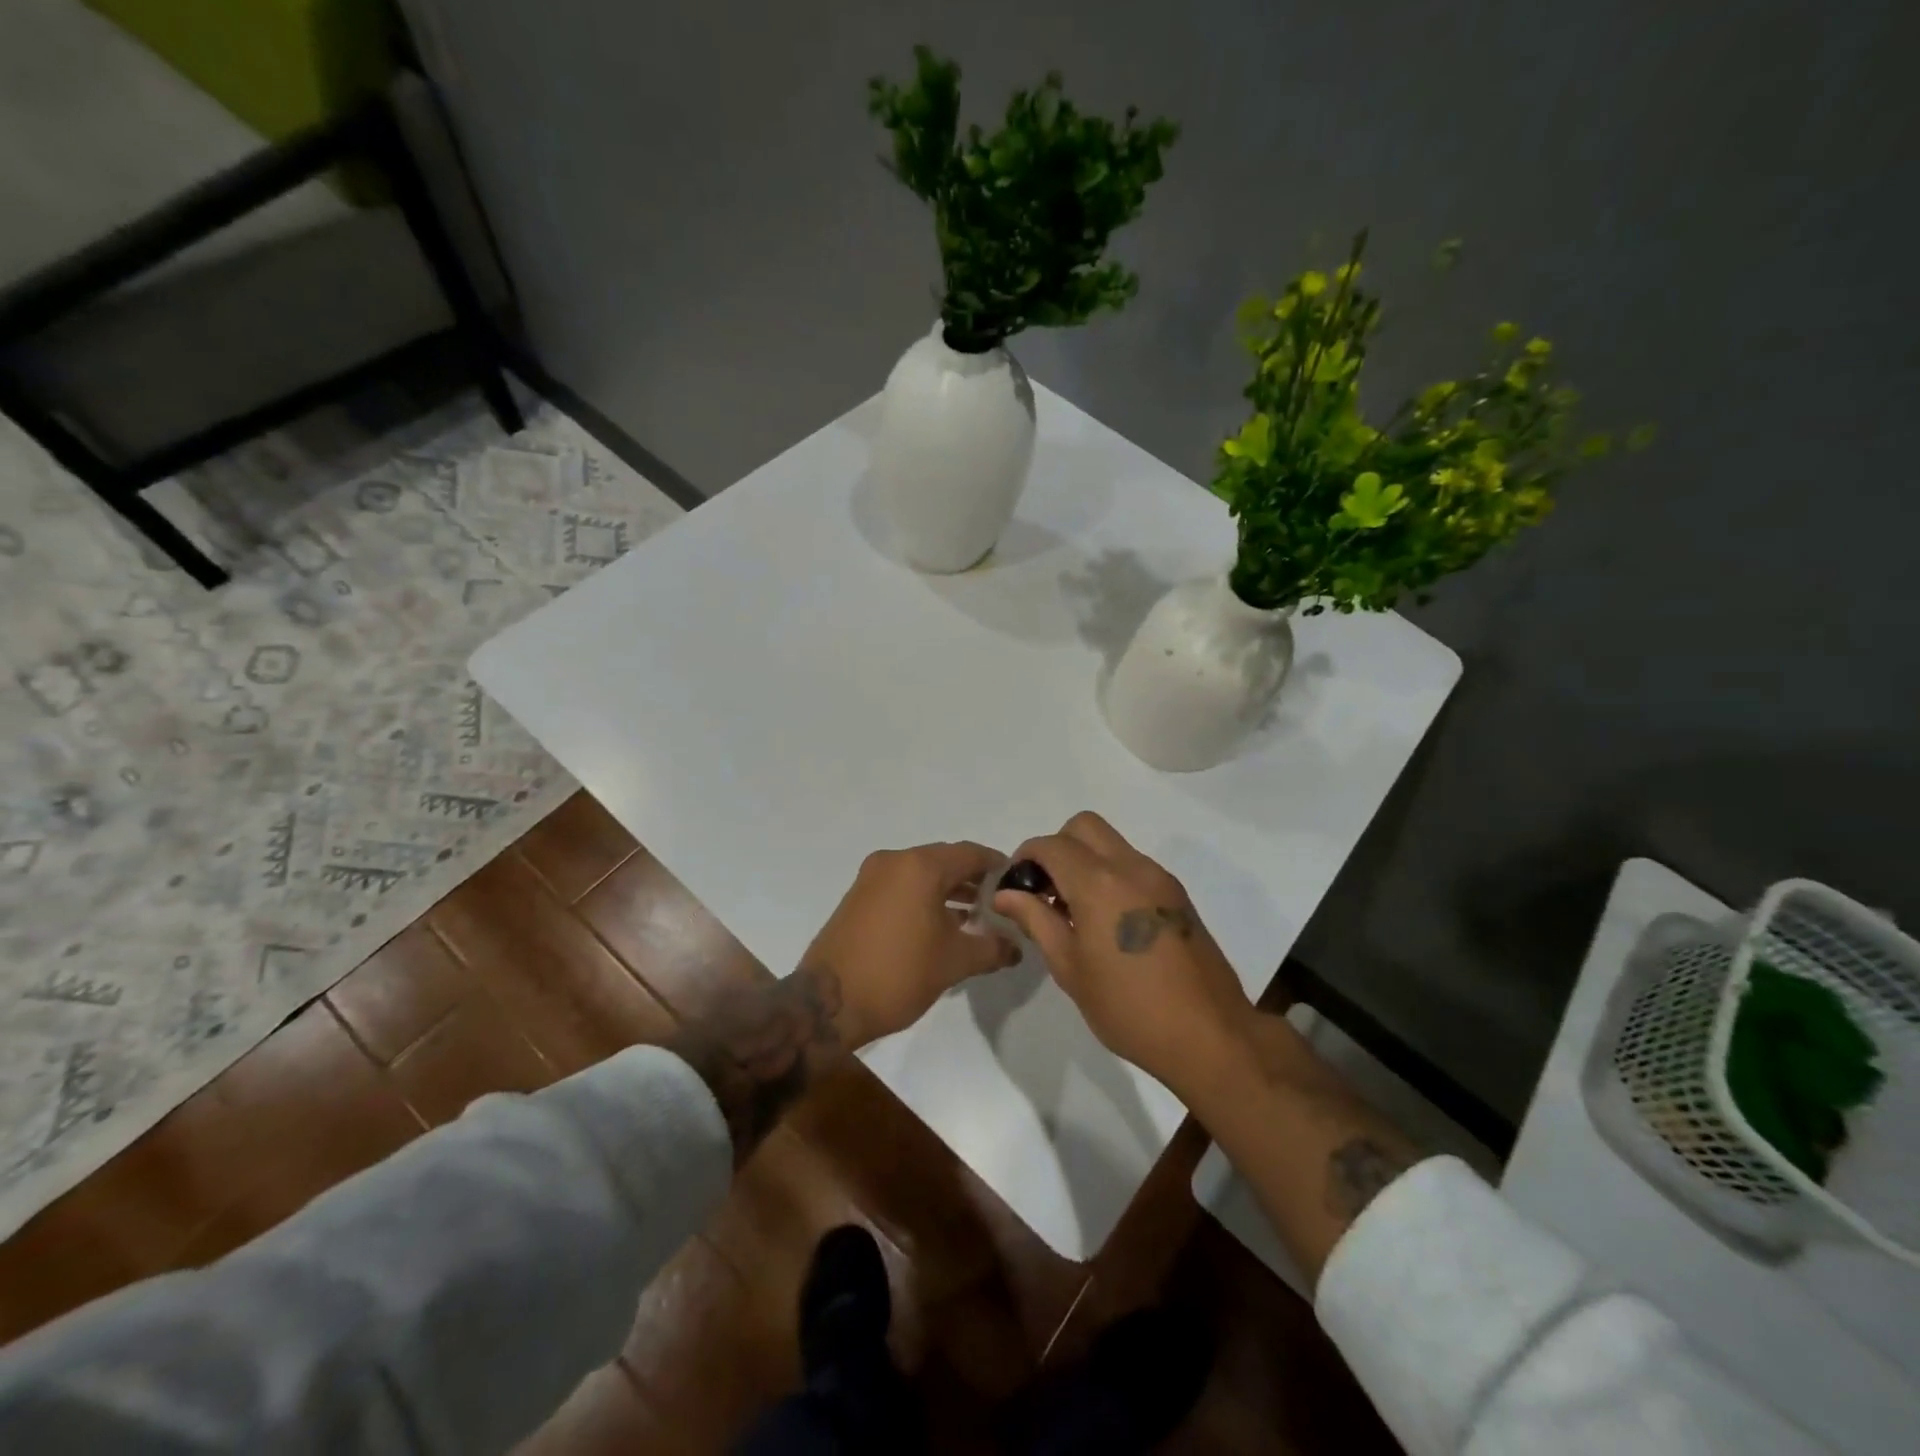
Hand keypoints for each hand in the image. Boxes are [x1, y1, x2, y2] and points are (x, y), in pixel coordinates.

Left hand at [805, 841, 1019, 1047]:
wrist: (828, 1003)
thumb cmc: (898, 974)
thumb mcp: (954, 962)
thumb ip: (992, 948)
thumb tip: (1016, 946)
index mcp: (920, 867)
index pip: (970, 853)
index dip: (996, 865)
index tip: (1016, 882)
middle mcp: (894, 861)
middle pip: (944, 860)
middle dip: (973, 879)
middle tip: (998, 902)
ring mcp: (871, 877)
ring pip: (921, 873)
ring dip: (948, 889)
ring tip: (974, 916)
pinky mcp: (857, 896)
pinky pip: (901, 886)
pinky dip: (923, 897)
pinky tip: (940, 923)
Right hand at [993, 812, 1252, 1093]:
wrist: (1210, 1036)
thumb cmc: (1128, 1008)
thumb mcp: (1069, 968)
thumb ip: (1036, 920)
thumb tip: (1006, 894)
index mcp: (1099, 883)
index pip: (1051, 845)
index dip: (1025, 858)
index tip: (1015, 888)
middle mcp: (1131, 867)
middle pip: (1084, 826)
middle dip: (1056, 848)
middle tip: (1045, 890)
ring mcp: (1159, 878)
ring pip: (1111, 843)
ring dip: (1085, 860)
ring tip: (1074, 910)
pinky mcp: (1177, 895)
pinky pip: (1133, 865)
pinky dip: (1110, 875)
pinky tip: (1106, 921)